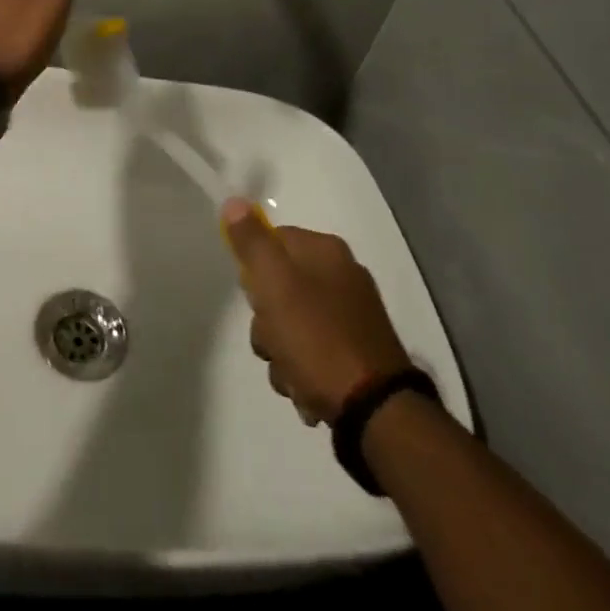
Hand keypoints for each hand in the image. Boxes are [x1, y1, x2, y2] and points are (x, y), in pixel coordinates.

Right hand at [221, 200, 411, 425]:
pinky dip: (304, 370)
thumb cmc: (317, 338)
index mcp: (325, 250)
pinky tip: (308, 390)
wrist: (375, 409)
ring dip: (281, 352)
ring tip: (292, 375)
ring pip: (291, 323)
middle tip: (274, 340)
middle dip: (266, 321)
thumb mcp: (275, 285)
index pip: (272, 240)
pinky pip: (313, 350)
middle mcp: (342, 274)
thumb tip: (234, 202)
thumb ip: (252, 243)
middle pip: (278, 286)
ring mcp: (351, 314)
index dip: (254, 271)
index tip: (256, 298)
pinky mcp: (356, 350)